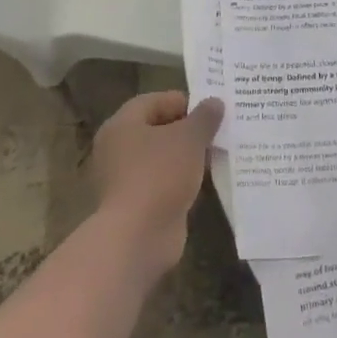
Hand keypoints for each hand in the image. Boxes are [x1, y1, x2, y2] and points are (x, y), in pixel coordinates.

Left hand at [88, 90, 224, 278]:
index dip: (182, 101)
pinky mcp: (137, 205)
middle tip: (218, 129)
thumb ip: (204, 117)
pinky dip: (182, 180)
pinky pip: (164, 183)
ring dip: (188, 156)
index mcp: (122, 125)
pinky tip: (206, 181)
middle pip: (157, 129)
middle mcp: (118, 149)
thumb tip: (215, 102)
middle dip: (188, 129)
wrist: (138, 236)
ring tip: (218, 153)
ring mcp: (126, 179)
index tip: (210, 108)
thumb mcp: (189, 138)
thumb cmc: (159, 174)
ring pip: (162, 158)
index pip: (153, 101)